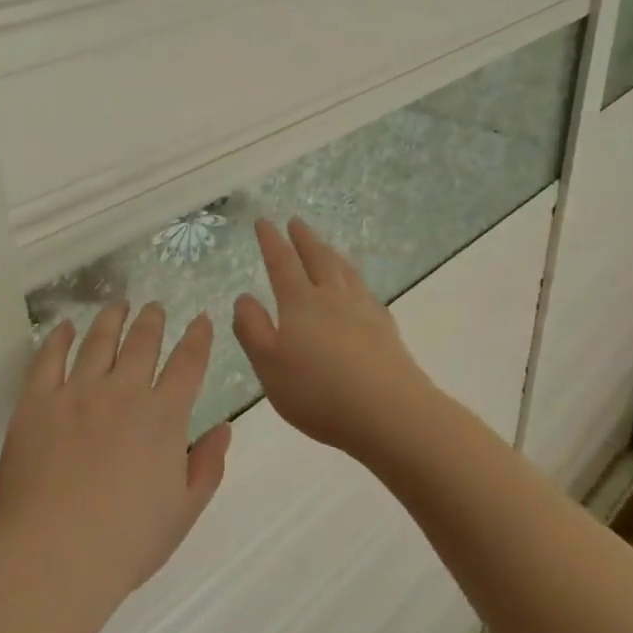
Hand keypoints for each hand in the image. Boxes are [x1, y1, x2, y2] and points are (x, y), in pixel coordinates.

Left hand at [0, 303, 231, 603]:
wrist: (53, 556)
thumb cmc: (126, 542)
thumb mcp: (183, 511)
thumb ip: (207, 466)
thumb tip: (224, 428)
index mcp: (163, 417)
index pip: (188, 363)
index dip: (198, 338)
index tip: (201, 319)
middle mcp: (123, 392)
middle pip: (143, 342)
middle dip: (153, 320)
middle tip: (155, 307)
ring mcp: (77, 393)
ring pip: (98, 341)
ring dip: (111, 319)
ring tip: (118, 305)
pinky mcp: (36, 403)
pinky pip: (48, 359)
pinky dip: (59, 338)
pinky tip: (65, 327)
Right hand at [232, 218, 435, 463]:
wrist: (388, 411)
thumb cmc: (318, 391)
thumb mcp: (269, 365)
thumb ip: (252, 329)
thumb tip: (244, 296)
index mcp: (300, 303)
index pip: (282, 263)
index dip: (271, 241)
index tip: (264, 221)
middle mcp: (332, 297)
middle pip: (317, 259)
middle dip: (304, 239)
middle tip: (296, 221)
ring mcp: (363, 310)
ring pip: (344, 271)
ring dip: (331, 253)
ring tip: (326, 246)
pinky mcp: (385, 328)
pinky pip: (365, 291)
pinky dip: (355, 280)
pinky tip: (358, 289)